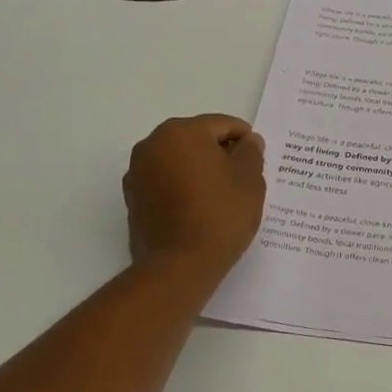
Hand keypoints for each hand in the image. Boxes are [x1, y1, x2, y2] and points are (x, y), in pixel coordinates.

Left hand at [122, 114, 266, 290]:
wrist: (179, 266)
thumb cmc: (220, 215)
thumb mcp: (250, 179)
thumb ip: (251, 152)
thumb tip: (248, 141)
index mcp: (182, 132)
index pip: (222, 125)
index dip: (245, 139)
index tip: (258, 159)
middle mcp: (152, 144)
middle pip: (196, 139)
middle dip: (220, 153)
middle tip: (244, 177)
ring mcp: (137, 172)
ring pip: (179, 160)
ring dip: (200, 170)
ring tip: (222, 195)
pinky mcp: (133, 198)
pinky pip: (166, 182)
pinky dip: (183, 187)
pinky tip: (200, 208)